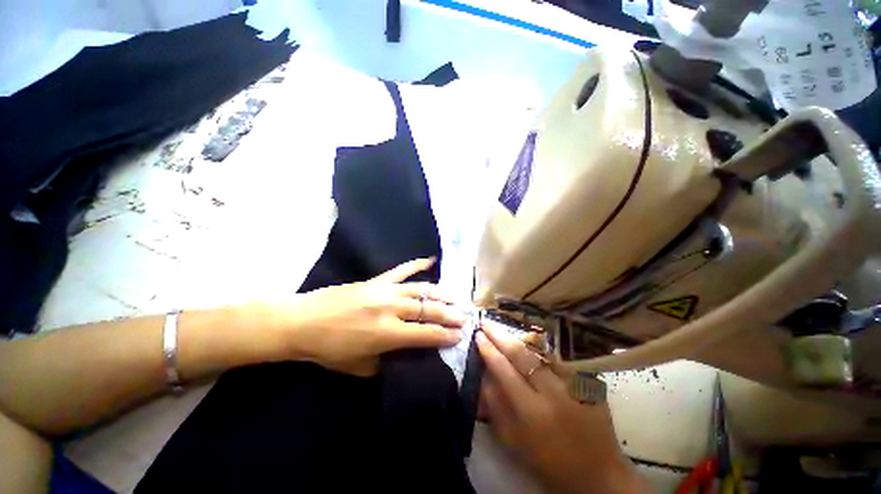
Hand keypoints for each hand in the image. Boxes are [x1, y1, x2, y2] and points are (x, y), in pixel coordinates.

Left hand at [266, 258, 465, 375]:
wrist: (302, 321)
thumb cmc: (329, 349)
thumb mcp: (360, 368)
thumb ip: (387, 362)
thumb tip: (406, 356)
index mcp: (387, 334)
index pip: (426, 334)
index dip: (445, 335)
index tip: (459, 335)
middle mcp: (391, 309)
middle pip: (428, 309)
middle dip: (450, 314)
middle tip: (464, 317)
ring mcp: (385, 290)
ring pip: (421, 289)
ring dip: (441, 293)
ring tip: (455, 297)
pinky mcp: (377, 280)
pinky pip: (401, 270)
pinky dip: (417, 264)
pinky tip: (431, 259)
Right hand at [476, 321, 645, 493]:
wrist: (598, 474)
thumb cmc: (548, 462)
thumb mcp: (513, 440)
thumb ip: (495, 405)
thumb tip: (483, 374)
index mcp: (531, 412)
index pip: (504, 370)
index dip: (488, 350)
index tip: (478, 336)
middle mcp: (553, 393)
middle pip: (521, 354)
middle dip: (500, 336)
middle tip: (486, 324)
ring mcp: (573, 385)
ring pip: (540, 352)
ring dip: (519, 340)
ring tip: (504, 333)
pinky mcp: (587, 383)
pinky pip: (557, 360)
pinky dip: (540, 353)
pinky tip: (530, 349)